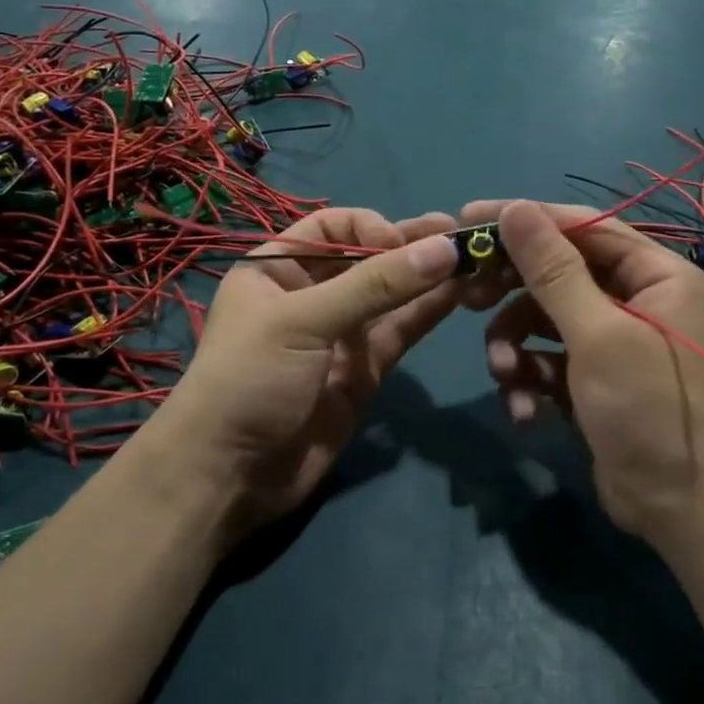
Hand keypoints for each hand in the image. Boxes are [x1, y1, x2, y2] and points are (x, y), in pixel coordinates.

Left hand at [158, 209, 459, 542]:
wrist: (230, 475)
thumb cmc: (250, 379)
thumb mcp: (304, 321)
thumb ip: (375, 285)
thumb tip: (443, 248)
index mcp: (279, 268)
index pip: (332, 227)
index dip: (368, 227)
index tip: (399, 243)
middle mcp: (312, 294)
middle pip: (368, 258)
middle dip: (409, 245)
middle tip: (459, 234)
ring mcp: (340, 335)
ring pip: (391, 296)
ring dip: (427, 277)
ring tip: (474, 258)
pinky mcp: (364, 370)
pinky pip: (400, 332)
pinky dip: (428, 312)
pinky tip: (461, 292)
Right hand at [461, 200, 703, 548]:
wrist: (680, 509)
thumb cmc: (648, 409)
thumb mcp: (597, 335)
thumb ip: (553, 270)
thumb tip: (515, 208)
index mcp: (654, 273)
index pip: (582, 226)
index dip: (526, 218)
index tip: (469, 218)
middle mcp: (634, 297)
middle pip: (557, 271)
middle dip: (511, 290)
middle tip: (467, 296)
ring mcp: (611, 338)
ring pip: (542, 318)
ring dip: (514, 344)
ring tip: (503, 373)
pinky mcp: (590, 376)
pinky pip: (545, 358)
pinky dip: (529, 378)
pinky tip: (523, 410)